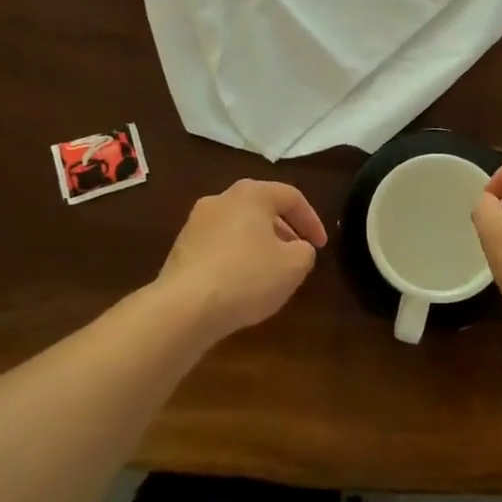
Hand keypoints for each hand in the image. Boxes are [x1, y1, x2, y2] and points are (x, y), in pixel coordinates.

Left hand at [156, 179, 327, 337]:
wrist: (184, 307)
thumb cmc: (247, 277)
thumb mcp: (294, 266)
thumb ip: (305, 251)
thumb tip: (298, 248)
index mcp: (251, 194)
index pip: (291, 197)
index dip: (312, 221)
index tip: (321, 246)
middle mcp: (221, 199)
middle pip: (262, 209)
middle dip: (284, 231)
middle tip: (297, 255)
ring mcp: (195, 223)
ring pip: (238, 227)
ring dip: (259, 244)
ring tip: (271, 272)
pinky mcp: (181, 248)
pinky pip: (219, 246)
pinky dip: (236, 257)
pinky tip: (241, 284)